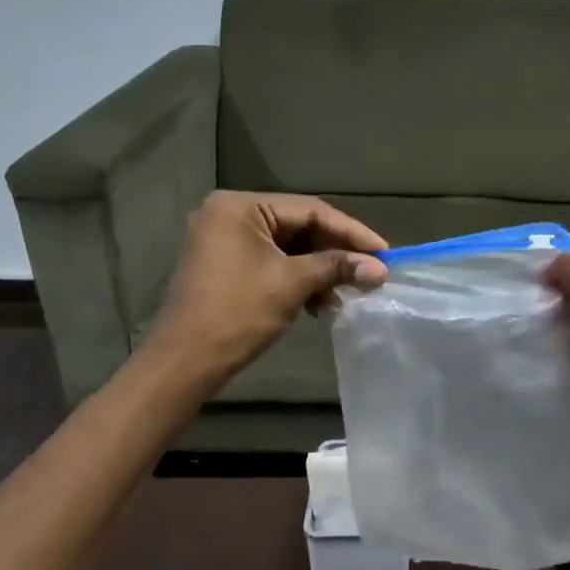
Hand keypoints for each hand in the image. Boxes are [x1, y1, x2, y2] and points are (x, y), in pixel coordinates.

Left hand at [147, 191, 387, 379]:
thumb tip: (380, 269)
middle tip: (371, 272)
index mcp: (240, 206)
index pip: (310, 210)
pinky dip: (297, 280)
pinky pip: (271, 263)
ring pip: (287, 248)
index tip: (385, 252)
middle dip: (336, 253)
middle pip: (298, 227)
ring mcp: (224, 240)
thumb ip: (337, 267)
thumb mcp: (292, 284)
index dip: (351, 232)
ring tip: (349, 294)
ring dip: (320, 271)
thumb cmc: (237, 313)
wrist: (184, 362)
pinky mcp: (224, 266)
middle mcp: (229, 214)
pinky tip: (321, 304)